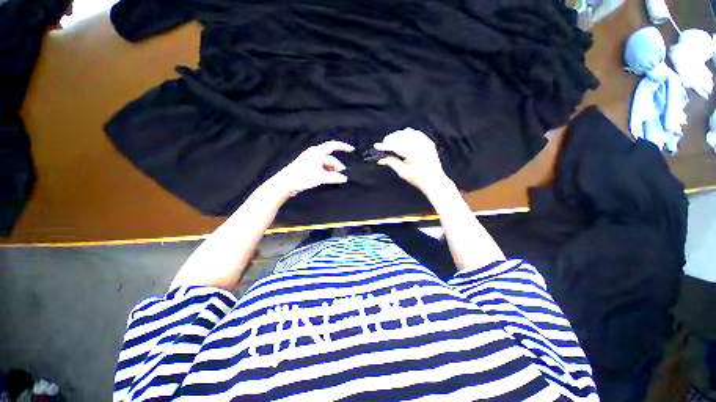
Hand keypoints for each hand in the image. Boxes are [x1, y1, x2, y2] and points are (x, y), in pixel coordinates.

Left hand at [266, 141, 354, 199]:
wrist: (285, 183)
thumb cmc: (302, 177)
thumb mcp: (321, 177)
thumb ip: (334, 177)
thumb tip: (344, 178)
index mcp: (317, 152)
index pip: (333, 146)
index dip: (343, 147)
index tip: (352, 150)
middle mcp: (314, 155)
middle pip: (330, 159)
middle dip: (338, 167)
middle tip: (343, 177)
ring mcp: (311, 162)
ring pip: (326, 165)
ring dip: (332, 171)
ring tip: (336, 180)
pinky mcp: (308, 168)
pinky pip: (322, 169)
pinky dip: (327, 173)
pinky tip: (329, 180)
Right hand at [374, 127, 451, 194]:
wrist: (434, 181)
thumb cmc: (418, 179)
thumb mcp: (402, 172)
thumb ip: (391, 162)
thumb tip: (380, 159)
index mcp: (413, 153)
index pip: (396, 145)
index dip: (385, 145)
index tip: (376, 146)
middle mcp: (420, 145)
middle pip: (401, 136)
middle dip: (391, 139)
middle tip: (383, 145)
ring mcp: (425, 142)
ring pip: (408, 133)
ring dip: (398, 135)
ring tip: (391, 141)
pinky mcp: (428, 142)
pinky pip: (416, 133)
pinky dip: (407, 134)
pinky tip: (402, 139)